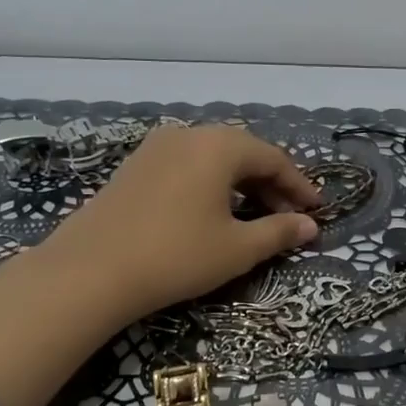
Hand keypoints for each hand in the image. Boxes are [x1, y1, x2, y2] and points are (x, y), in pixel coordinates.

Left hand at [46, 123, 321, 320]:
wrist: (90, 271)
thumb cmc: (177, 255)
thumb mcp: (237, 248)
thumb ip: (279, 232)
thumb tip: (309, 227)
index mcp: (219, 145)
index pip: (273, 159)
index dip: (298, 186)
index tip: (316, 211)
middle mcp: (188, 135)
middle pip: (242, 153)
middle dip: (270, 185)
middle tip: (288, 217)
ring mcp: (156, 148)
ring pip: (212, 159)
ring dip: (240, 185)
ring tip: (253, 217)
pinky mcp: (134, 167)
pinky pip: (186, 167)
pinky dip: (210, 185)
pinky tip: (211, 213)